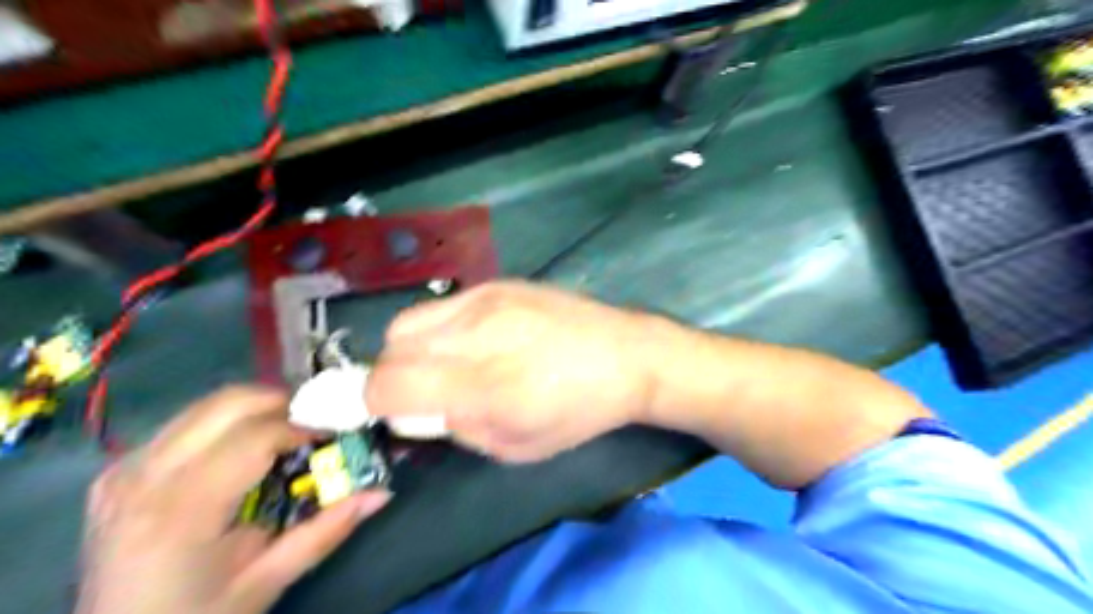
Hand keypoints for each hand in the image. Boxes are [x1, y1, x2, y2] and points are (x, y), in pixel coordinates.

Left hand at [75, 387, 387, 612]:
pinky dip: (227, 422)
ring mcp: (126, 467)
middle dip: (284, 403)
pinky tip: (245, 448)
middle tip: (316, 424)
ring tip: (288, 432)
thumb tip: (383, 493)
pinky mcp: (121, 467)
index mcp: (181, 510)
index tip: (337, 431)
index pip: (255, 437)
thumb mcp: (268, 580)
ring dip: (257, 409)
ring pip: (208, 404)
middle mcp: (145, 476)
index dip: (304, 426)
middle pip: (229, 403)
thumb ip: (326, 531)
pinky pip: (188, 422)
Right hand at [366, 281, 661, 461]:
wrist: (626, 354)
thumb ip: (458, 429)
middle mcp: (476, 335)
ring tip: (446, 364)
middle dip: (392, 378)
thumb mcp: (517, 446)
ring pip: (408, 322)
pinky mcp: (498, 283)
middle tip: (421, 392)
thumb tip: (418, 411)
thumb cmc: (579, 411)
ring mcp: (486, 300)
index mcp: (485, 386)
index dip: (371, 404)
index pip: (388, 386)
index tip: (387, 413)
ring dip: (411, 350)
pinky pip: (441, 306)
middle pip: (391, 349)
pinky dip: (438, 328)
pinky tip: (471, 340)